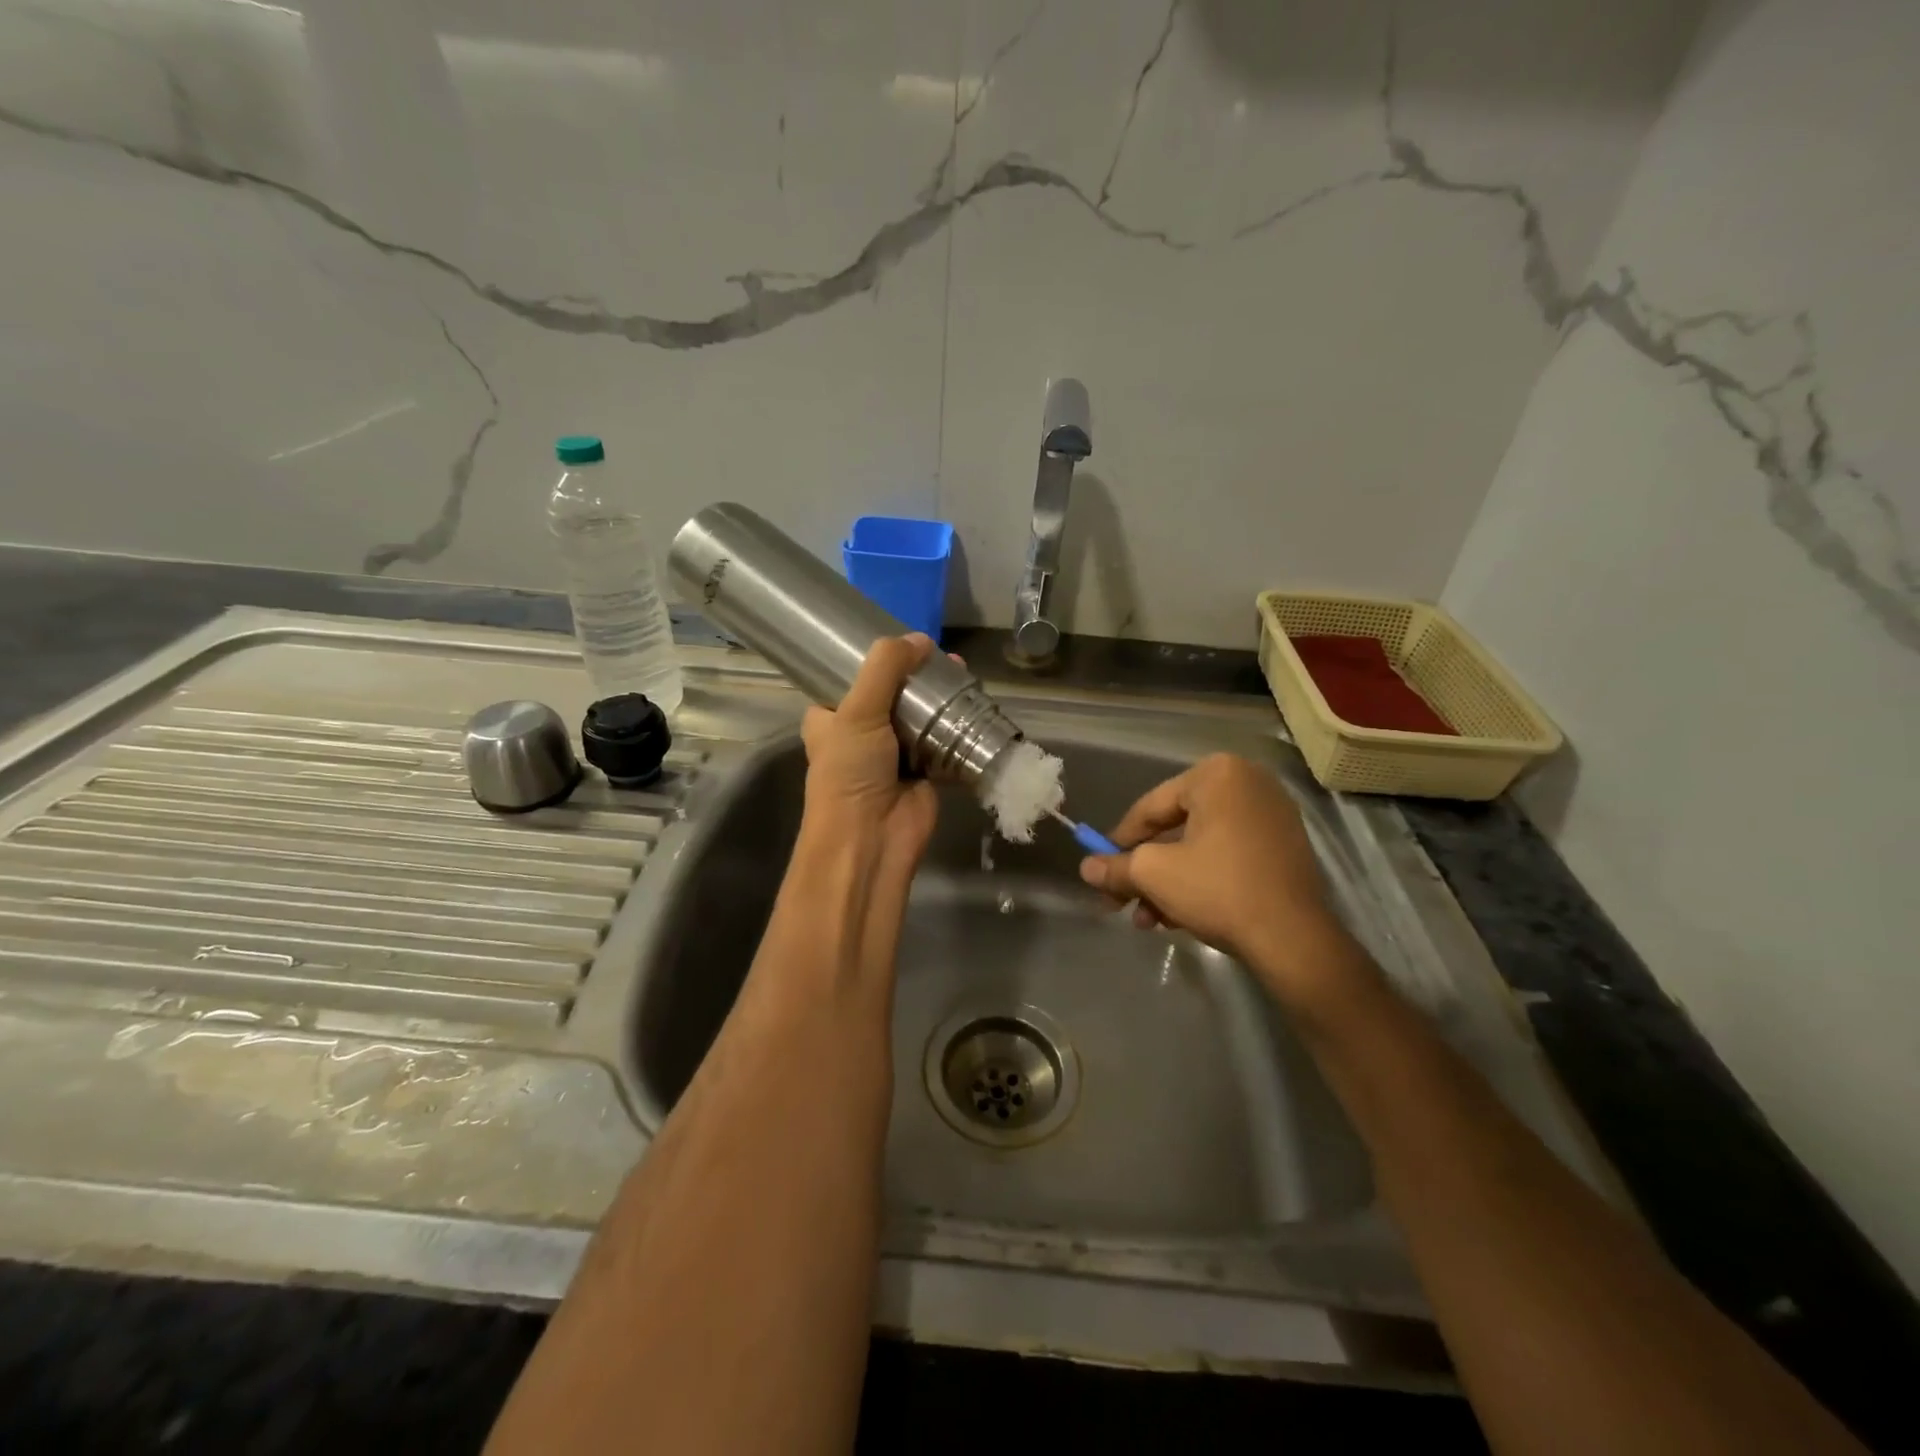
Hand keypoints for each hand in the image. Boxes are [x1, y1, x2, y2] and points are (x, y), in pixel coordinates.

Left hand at [798, 633, 939, 875]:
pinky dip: (959, 729)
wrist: (871, 839)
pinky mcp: (925, 773)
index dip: (873, 660)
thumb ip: (885, 669)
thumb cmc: (850, 772)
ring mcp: (894, 755)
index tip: (902, 641)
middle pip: (892, 696)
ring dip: (941, 700)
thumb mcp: (857, 711)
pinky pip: (944, 744)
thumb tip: (920, 639)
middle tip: (943, 657)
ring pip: (921, 718)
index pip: (849, 680)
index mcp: (830, 719)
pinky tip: (977, 704)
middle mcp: (861, 735)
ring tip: (963, 672)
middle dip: (917, 677)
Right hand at [1079, 754, 1369, 1011]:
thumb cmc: (1218, 889)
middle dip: (1146, 871)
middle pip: (1175, 828)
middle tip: (1122, 901)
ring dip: (1169, 882)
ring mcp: (1272, 816)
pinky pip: (1228, 856)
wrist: (1295, 939)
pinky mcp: (1285, 847)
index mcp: (1217, 774)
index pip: (1150, 808)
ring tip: (1149, 920)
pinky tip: (1180, 917)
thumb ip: (1115, 866)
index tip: (1100, 870)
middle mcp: (1248, 783)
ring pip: (1200, 847)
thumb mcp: (1154, 875)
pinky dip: (1201, 880)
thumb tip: (1086, 867)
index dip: (1118, 842)